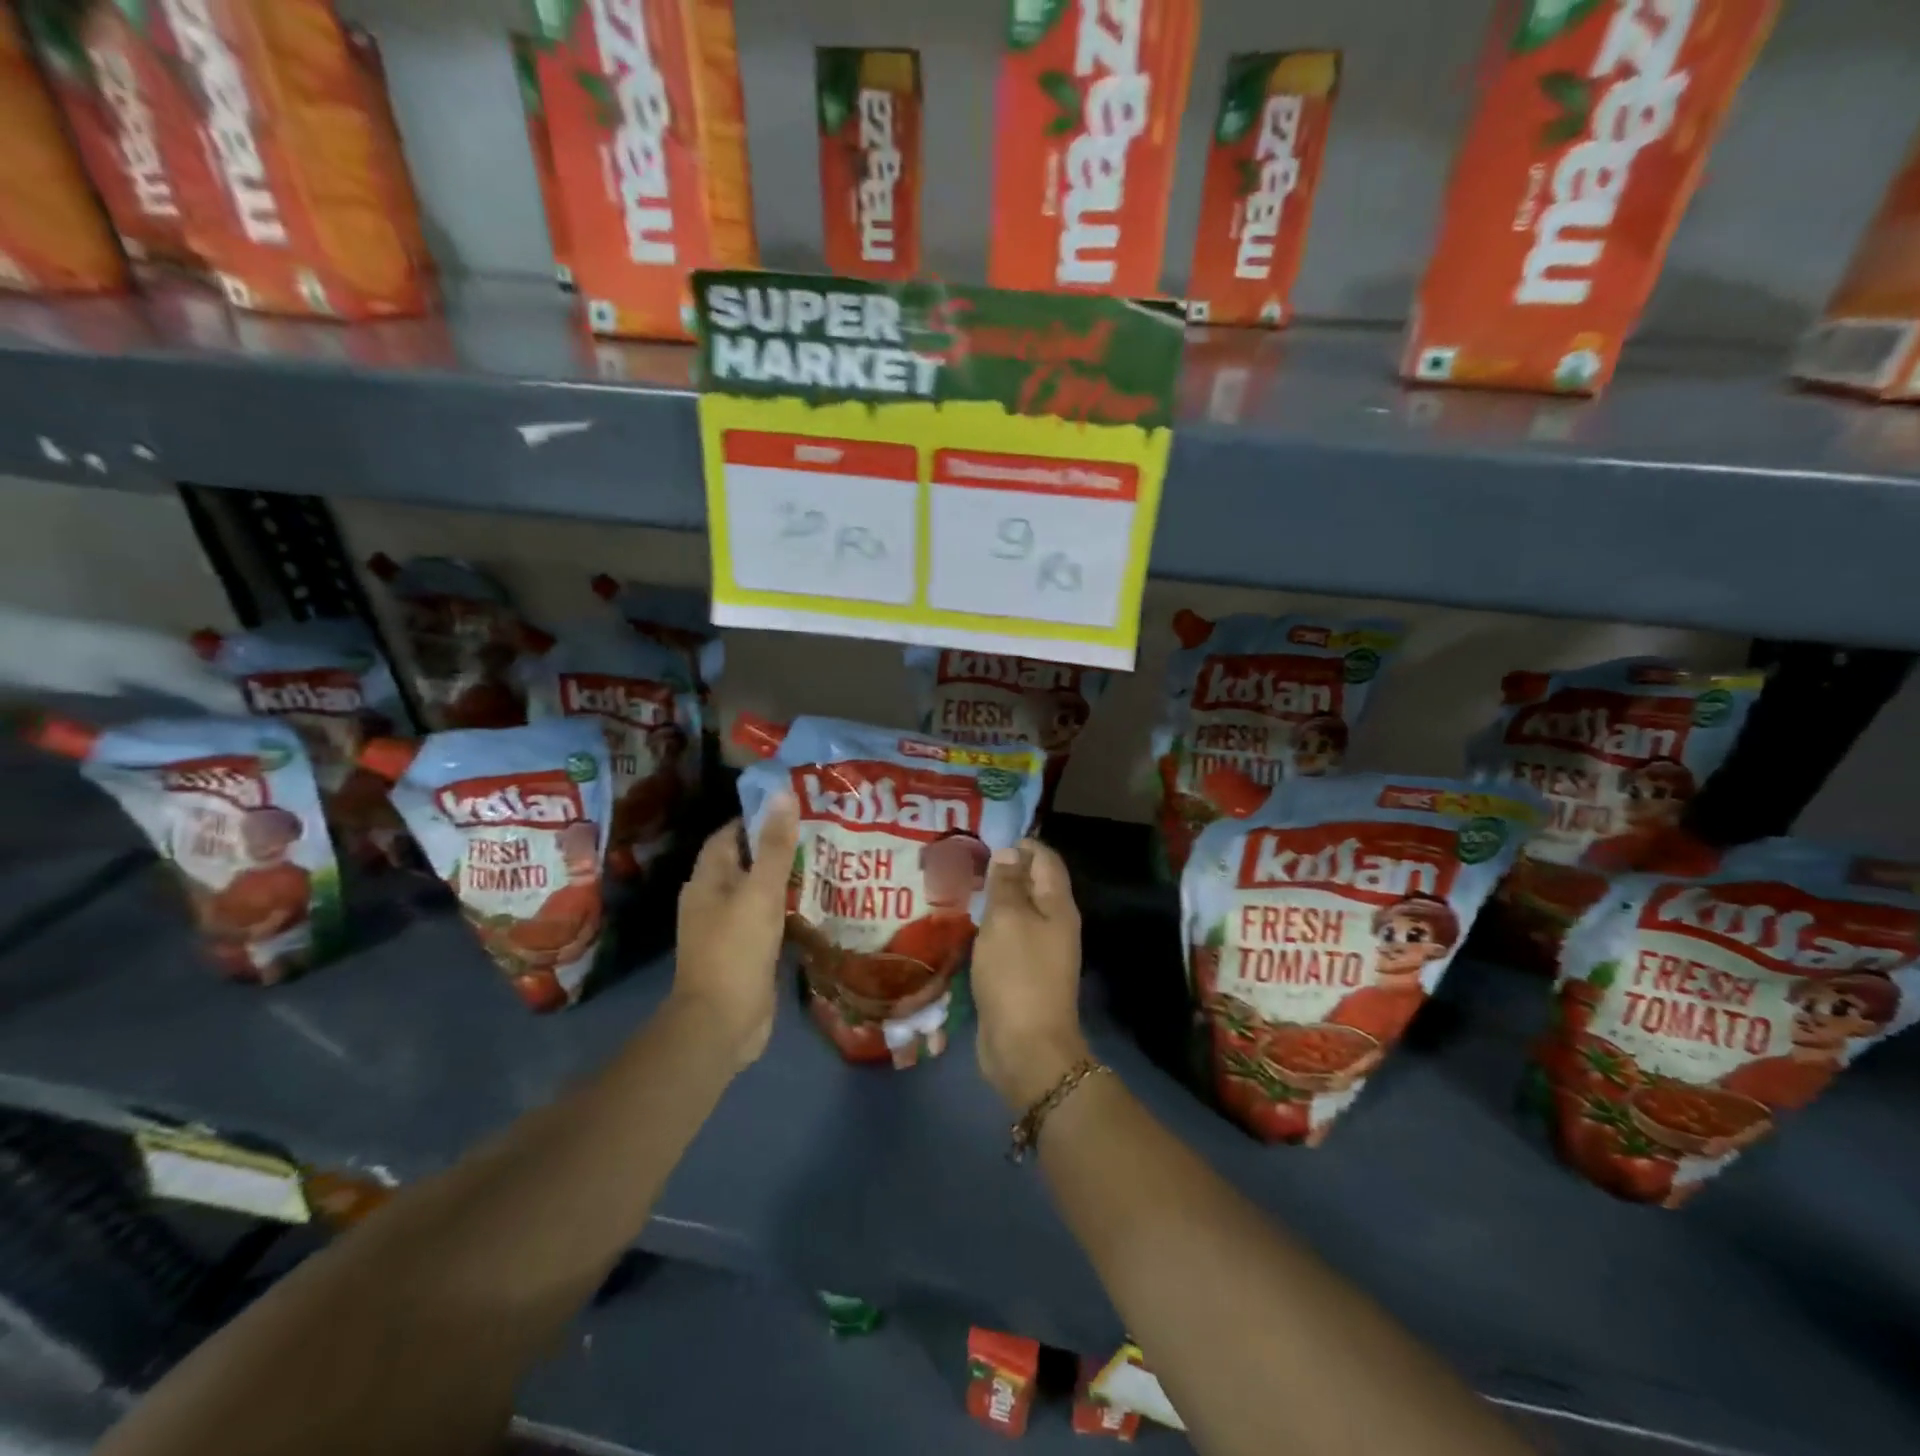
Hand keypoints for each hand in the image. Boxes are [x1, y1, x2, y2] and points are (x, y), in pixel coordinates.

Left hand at [671, 796, 798, 1071]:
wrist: (721, 1023)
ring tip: (826, 863)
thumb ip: (774, 845)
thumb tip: (783, 794)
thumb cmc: (736, 949)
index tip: (796, 808)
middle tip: (821, 833)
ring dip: (785, 879)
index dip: (758, 818)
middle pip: (746, 862)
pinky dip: (787, 908)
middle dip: (778, 847)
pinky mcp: (745, 951)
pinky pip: (766, 919)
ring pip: (758, 891)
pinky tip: (815, 904)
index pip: (730, 834)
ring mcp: (728, 928)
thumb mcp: (760, 891)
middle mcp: (713, 899)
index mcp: (707, 880)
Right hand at [972, 838, 1089, 1110]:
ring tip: (959, 889)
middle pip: (1033, 885)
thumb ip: (1007, 883)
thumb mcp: (1007, 920)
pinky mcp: (1022, 974)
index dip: (1020, 845)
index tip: (985, 840)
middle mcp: (1054, 924)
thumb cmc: (1017, 974)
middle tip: (965, 863)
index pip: (1045, 859)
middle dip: (1003, 870)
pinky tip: (965, 926)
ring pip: (1018, 913)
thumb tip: (1010, 852)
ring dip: (994, 900)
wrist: (1026, 1047)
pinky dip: (990, 928)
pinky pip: (1008, 939)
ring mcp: (1040, 951)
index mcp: (1058, 906)